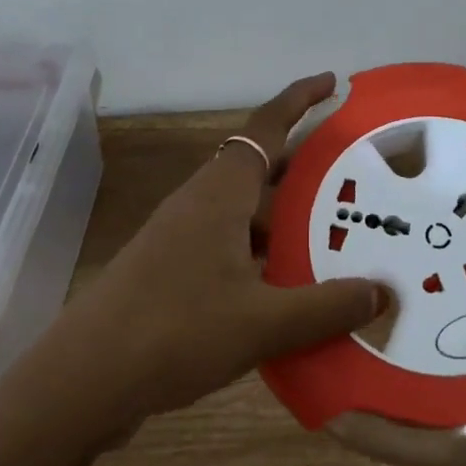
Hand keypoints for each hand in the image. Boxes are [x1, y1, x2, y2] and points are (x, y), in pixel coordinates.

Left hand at [0, 73, 383, 465]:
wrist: (83, 382)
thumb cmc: (174, 332)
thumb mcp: (261, 322)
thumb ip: (325, 307)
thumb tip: (382, 292)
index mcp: (219, 194)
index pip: (265, 127)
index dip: (299, 100)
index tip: (332, 83)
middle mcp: (199, 205)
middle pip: (259, 167)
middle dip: (304, 165)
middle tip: (353, 174)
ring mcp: (181, 240)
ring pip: (245, 212)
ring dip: (285, 217)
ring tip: (334, 235)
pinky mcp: (171, 273)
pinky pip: (231, 247)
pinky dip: (265, 255)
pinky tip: (289, 289)